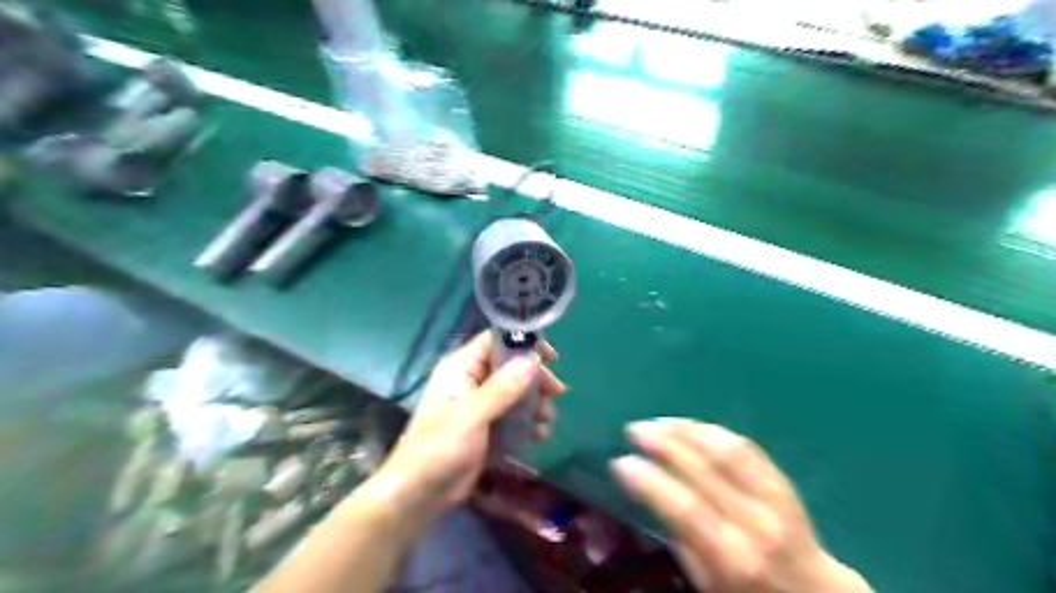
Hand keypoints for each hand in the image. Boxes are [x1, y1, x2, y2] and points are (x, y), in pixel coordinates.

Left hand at [368, 333, 565, 522]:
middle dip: (534, 380)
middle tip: (557, 394)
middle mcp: (470, 381)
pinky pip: (511, 416)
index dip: (523, 344)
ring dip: (534, 403)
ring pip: (513, 392)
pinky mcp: (484, 427)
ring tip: (548, 420)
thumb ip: (502, 389)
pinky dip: (526, 423)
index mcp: (460, 368)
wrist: (417, 496)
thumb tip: (532, 360)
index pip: (495, 341)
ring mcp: (478, 405)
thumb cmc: (438, 450)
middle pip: (509, 367)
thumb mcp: (471, 417)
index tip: (551, 358)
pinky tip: (539, 436)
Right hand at [617, 420, 869, 592]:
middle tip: (632, 430)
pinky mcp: (783, 481)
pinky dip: (713, 431)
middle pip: (703, 467)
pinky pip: (746, 446)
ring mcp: (774, 497)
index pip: (683, 507)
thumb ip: (681, 544)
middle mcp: (754, 521)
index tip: (620, 462)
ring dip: (686, 429)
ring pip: (726, 448)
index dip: (648, 480)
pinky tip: (691, 427)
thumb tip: (646, 502)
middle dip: (662, 441)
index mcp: (732, 557)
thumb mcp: (708, 586)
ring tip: (657, 422)